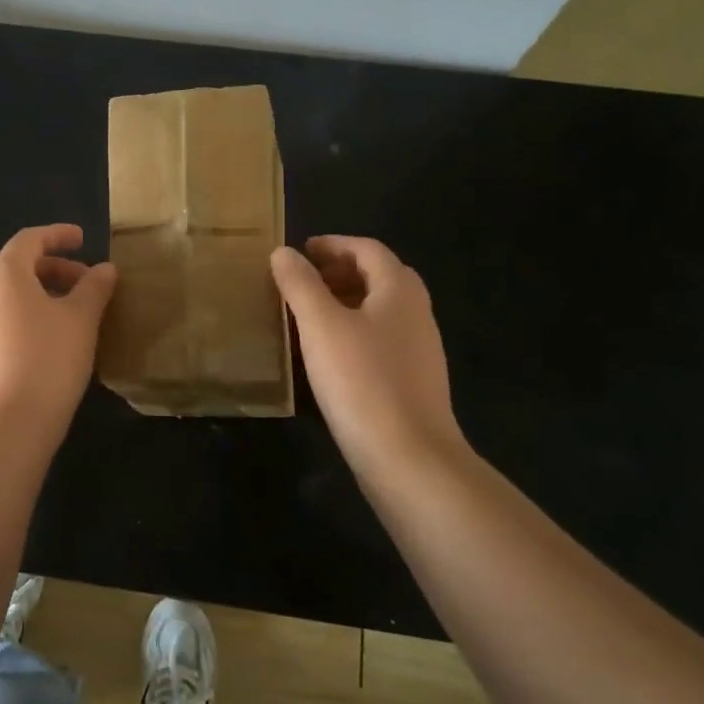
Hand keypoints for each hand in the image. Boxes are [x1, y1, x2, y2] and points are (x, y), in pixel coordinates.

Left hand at [0, 224, 117, 438]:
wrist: (6, 426)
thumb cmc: (48, 359)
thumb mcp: (81, 319)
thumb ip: (94, 288)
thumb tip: (104, 269)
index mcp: (4, 276)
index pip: (29, 240)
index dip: (57, 235)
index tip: (83, 239)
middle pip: (19, 268)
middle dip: (56, 269)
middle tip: (88, 284)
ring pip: (12, 298)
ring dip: (44, 296)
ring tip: (76, 316)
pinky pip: (5, 322)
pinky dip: (31, 319)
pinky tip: (54, 344)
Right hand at [270, 236, 467, 481]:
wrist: (409, 459)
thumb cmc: (361, 380)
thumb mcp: (320, 325)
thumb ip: (300, 284)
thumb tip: (284, 253)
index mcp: (399, 291)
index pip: (368, 250)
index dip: (333, 245)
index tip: (300, 252)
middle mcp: (416, 313)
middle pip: (379, 277)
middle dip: (340, 271)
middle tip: (303, 281)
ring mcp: (419, 350)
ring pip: (381, 310)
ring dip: (346, 301)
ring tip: (308, 315)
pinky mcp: (413, 382)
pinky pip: (381, 339)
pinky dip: (353, 331)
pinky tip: (329, 354)